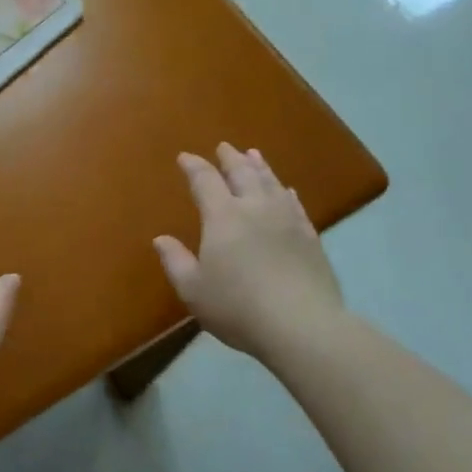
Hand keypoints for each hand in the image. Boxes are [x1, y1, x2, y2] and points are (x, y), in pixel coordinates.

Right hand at [154, 144, 345, 360]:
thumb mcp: (193, 289)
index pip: (205, 181)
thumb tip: (161, 239)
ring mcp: (287, 220)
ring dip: (259, 167)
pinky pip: (295, 205)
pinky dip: (285, 192)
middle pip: (242, 173)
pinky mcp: (310, 237)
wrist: (301, 325)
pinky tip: (286, 191)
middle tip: (224, 147)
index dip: (194, 166)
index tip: (185, 157)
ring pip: (271, 183)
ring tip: (253, 155)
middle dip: (230, 158)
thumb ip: (175, 261)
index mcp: (223, 216)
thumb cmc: (238, 307)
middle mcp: (255, 208)